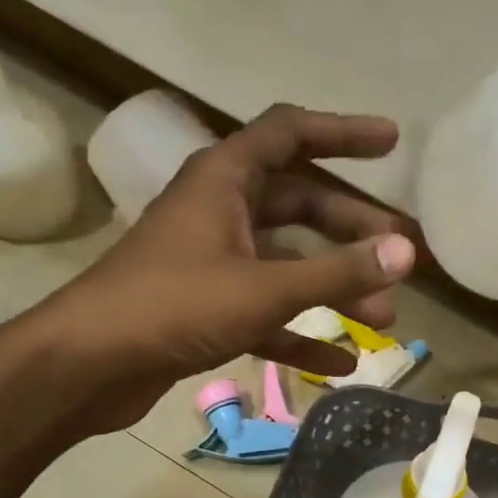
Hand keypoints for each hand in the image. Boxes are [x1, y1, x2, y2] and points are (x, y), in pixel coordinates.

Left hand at [29, 102, 415, 436]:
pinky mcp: (208, 311)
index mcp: (224, 179)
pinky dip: (302, 334)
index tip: (391, 143)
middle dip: (353, 231)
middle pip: (300, 207)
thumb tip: (406, 252)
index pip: (291, 134)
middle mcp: (220, 212)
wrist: (90, 364)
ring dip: (335, 289)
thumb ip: (337, 272)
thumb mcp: (264, 287)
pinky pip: (267, 315)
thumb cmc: (174, 306)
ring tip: (385, 317)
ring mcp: (214, 264)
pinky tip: (342, 361)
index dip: (343, 133)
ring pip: (288, 266)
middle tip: (402, 257)